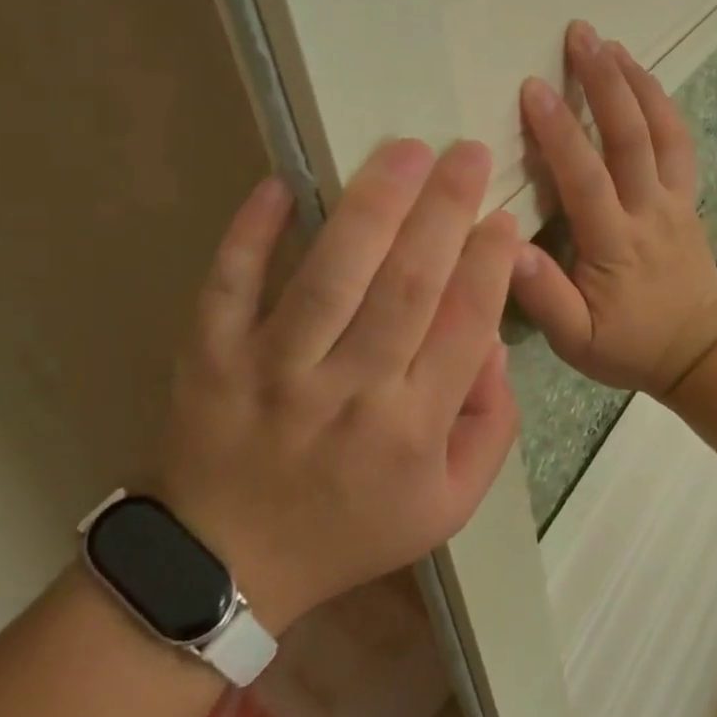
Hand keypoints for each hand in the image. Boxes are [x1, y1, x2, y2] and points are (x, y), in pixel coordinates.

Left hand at [155, 140, 522, 632]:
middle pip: (408, 286)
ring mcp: (274, 371)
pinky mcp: (212, 357)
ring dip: (372, 206)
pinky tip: (282, 183)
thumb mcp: (449, 503)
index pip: (465, 325)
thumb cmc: (352, 527)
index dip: (490, 263)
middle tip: (468, 153)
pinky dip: (252, 233)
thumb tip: (495, 340)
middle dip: (446, 211)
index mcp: (412, 429)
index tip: (505, 214)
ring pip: (332, 275)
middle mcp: (349, 392)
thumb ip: (492, 425)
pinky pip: (230, 285)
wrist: (226, 564)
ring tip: (406, 152)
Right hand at [513, 20, 716, 397]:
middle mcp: (649, 210)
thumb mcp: (577, 342)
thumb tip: (505, 248)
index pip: (585, 177)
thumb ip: (543, 298)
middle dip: (604, 81)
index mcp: (615, 243)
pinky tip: (645, 80)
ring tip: (612, 42)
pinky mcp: (688, 199)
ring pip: (662, 132)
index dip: (559, 130)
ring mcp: (674, 201)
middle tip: (580, 34)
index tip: (533, 87)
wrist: (700, 351)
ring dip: (637, 83)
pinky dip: (664, 107)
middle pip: (630, 136)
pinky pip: (680, 145)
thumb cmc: (630, 346)